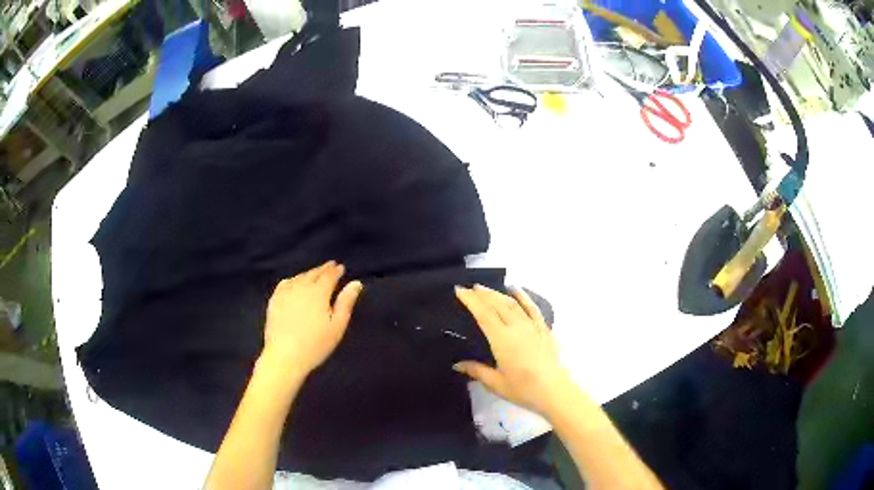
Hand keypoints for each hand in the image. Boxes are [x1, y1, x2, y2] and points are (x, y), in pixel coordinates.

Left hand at [262, 261, 362, 376]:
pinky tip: (293, 283)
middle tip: (330, 266)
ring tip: (314, 274)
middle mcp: (301, 287)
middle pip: (313, 274)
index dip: (335, 271)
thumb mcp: (337, 326)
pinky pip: (284, 284)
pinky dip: (292, 280)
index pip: (329, 276)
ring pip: (299, 277)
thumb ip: (346, 303)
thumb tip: (356, 283)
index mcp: (318, 292)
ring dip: (308, 274)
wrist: (285, 356)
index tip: (341, 267)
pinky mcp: (274, 301)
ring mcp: (285, 293)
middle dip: (323, 269)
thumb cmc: (315, 344)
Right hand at [454, 285, 572, 417]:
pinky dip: (523, 296)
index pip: (483, 314)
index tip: (459, 290)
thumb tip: (457, 364)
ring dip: (497, 294)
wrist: (554, 391)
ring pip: (512, 303)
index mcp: (502, 340)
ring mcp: (532, 326)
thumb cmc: (523, 389)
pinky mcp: (543, 329)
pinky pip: (532, 307)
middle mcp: (517, 328)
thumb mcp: (496, 384)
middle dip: (481, 294)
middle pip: (497, 305)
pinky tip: (515, 289)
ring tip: (484, 289)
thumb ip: (477, 371)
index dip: (471, 301)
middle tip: (468, 288)